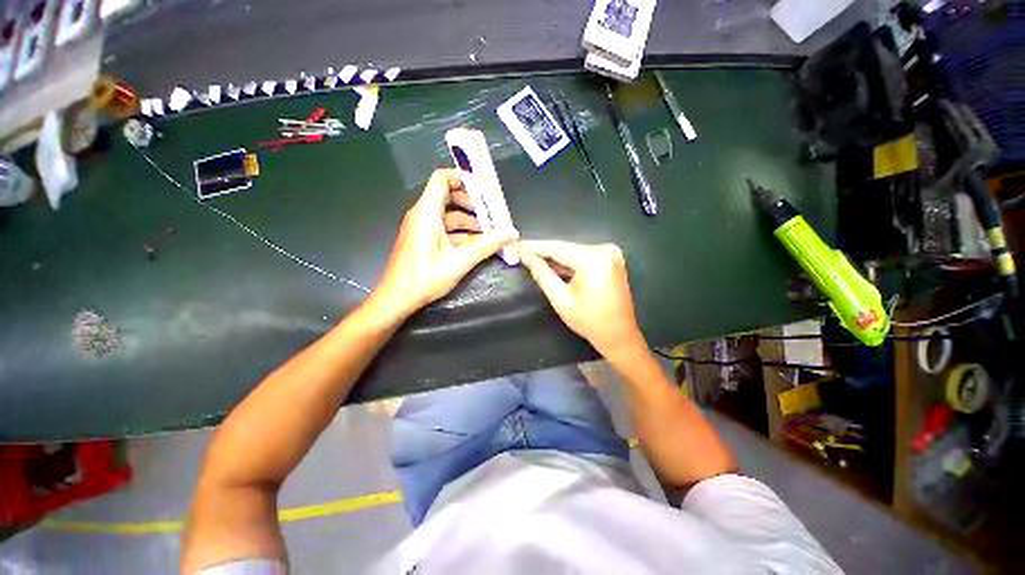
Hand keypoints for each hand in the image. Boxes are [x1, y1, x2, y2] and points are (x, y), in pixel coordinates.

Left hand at [374, 169, 517, 317]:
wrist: (397, 298)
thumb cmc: (425, 277)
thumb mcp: (460, 261)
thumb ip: (487, 246)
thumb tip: (511, 234)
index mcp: (427, 212)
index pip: (442, 179)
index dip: (462, 177)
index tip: (484, 187)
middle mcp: (422, 215)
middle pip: (448, 196)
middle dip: (472, 204)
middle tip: (491, 214)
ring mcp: (422, 228)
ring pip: (448, 215)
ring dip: (469, 221)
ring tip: (489, 232)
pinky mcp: (423, 240)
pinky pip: (444, 229)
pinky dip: (461, 233)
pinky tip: (476, 245)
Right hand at [519, 240, 645, 359]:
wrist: (619, 335)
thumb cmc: (589, 321)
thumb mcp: (560, 298)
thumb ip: (542, 274)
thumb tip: (525, 256)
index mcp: (593, 259)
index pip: (556, 247)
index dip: (534, 246)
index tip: (516, 245)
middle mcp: (604, 250)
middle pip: (566, 248)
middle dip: (543, 251)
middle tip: (521, 252)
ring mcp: (610, 253)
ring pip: (574, 252)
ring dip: (554, 257)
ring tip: (531, 257)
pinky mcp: (611, 260)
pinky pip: (583, 256)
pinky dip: (568, 261)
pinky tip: (552, 264)